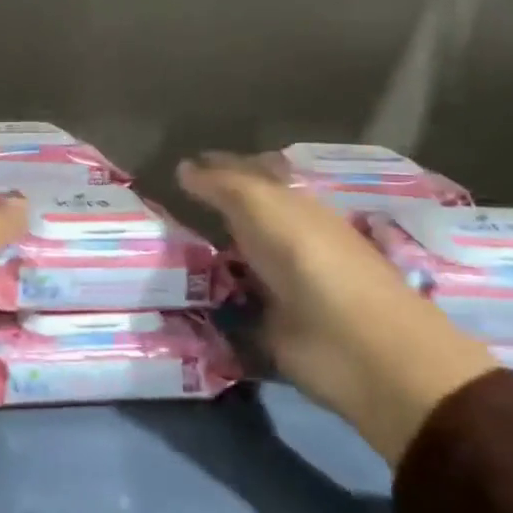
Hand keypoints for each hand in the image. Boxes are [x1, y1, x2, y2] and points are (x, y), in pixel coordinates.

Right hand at [178, 152, 496, 466]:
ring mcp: (280, 287)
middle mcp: (287, 243)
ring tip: (156, 256)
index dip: (219, 170)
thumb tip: (184, 166)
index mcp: (294, 206)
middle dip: (206, 217)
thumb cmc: (311, 260)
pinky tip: (175, 299)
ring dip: (201, 262)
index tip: (179, 170)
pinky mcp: (270, 329)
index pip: (251, 177)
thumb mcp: (262, 207)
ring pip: (233, 264)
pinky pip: (229, 309)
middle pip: (240, 223)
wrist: (357, 345)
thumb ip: (223, 185)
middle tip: (161, 214)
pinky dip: (205, 304)